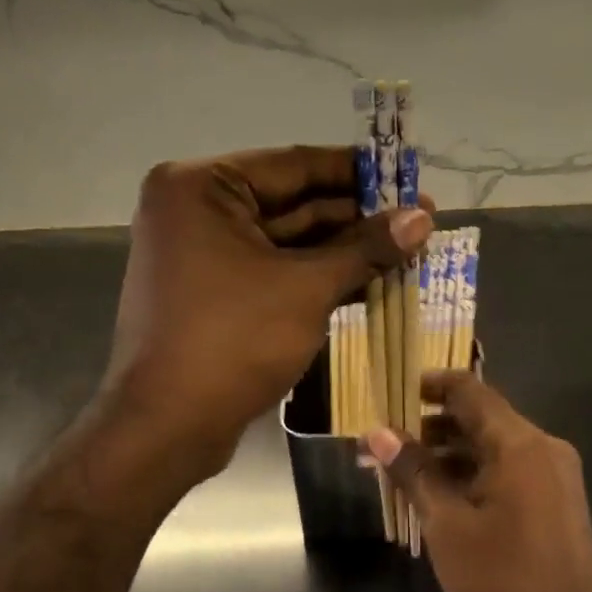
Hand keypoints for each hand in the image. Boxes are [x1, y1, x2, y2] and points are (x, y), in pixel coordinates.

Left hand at [104, 146, 431, 480]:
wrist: (167, 426)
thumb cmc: (233, 341)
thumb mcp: (307, 289)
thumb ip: (366, 248)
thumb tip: (423, 218)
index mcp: (201, 187)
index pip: (295, 165)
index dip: (358, 173)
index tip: (408, 176)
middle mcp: (195, 209)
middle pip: (292, 202)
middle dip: (356, 215)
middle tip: (419, 218)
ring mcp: (201, 252)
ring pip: (286, 240)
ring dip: (343, 247)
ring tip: (406, 248)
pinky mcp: (212, 291)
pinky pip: (273, 269)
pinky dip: (316, 274)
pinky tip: (370, 277)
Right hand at [367, 374, 591, 591]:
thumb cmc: (503, 579)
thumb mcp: (447, 525)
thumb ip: (414, 472)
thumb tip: (378, 432)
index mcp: (521, 444)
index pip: (471, 391)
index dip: (431, 385)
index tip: (394, 392)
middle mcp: (544, 449)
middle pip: (482, 420)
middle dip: (432, 428)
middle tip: (387, 445)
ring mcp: (555, 477)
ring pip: (494, 449)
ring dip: (450, 456)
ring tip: (404, 475)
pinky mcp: (557, 504)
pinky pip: (510, 473)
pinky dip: (474, 477)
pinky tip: (441, 499)